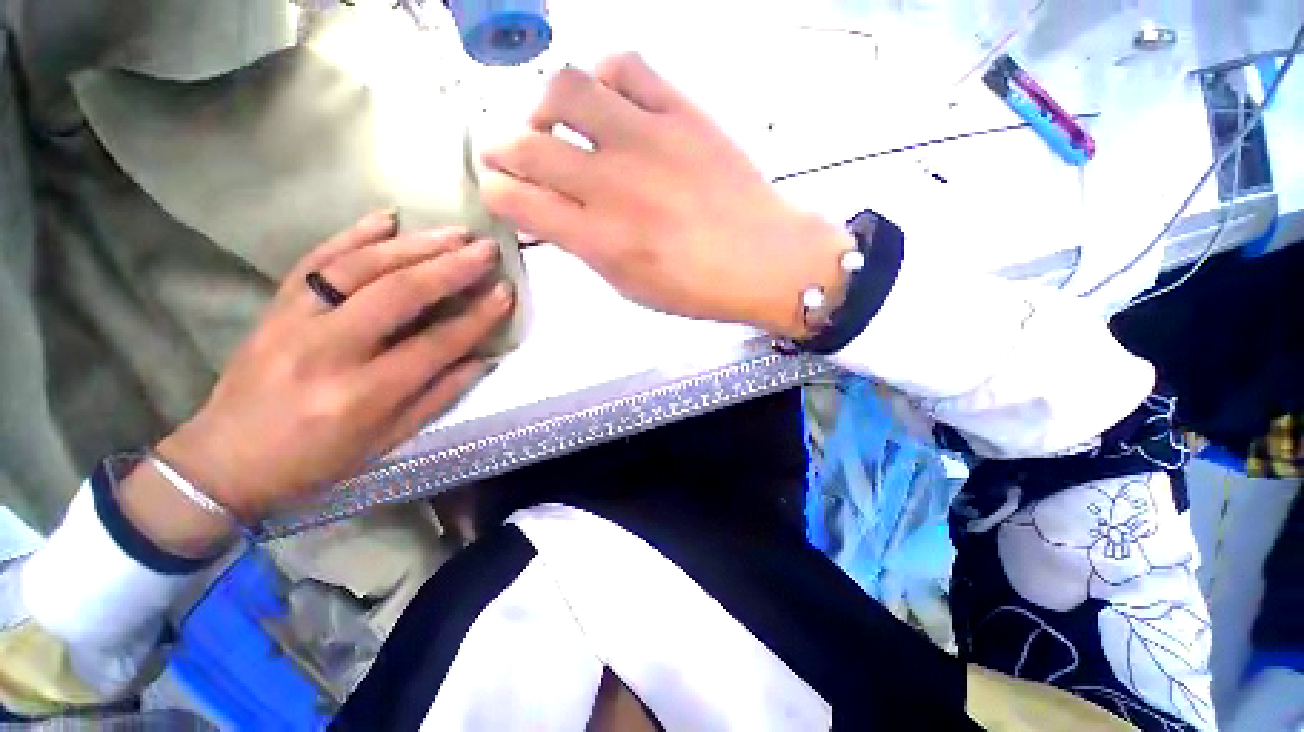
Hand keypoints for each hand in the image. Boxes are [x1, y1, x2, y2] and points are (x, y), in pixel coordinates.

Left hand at [144, 212, 511, 533]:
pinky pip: (316, 260)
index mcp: (362, 395)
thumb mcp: (388, 442)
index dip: (477, 317)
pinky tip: (388, 218)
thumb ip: (439, 397)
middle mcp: (328, 352)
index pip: (435, 345)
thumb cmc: (316, 461)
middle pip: (398, 295)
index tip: (506, 292)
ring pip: (360, 268)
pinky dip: (353, 234)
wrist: (225, 460)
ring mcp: (293, 322)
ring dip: (414, 245)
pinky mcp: (274, 306)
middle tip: (486, 249)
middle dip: (451, 268)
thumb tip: (483, 358)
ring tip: (455, 232)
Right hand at [480, 54, 853, 338]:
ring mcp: (645, 140)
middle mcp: (610, 185)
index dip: (498, 194)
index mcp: (597, 239)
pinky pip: (625, 67)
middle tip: (511, 155)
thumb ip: (587, 248)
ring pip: (564, 89)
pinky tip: (608, 102)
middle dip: (502, 151)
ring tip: (557, 124)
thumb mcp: (630, 286)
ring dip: (545, 106)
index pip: (516, 201)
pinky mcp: (680, 112)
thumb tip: (556, 215)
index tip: (501, 193)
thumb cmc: (696, 288)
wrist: (763, 260)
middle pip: (525, 146)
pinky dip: (602, 77)